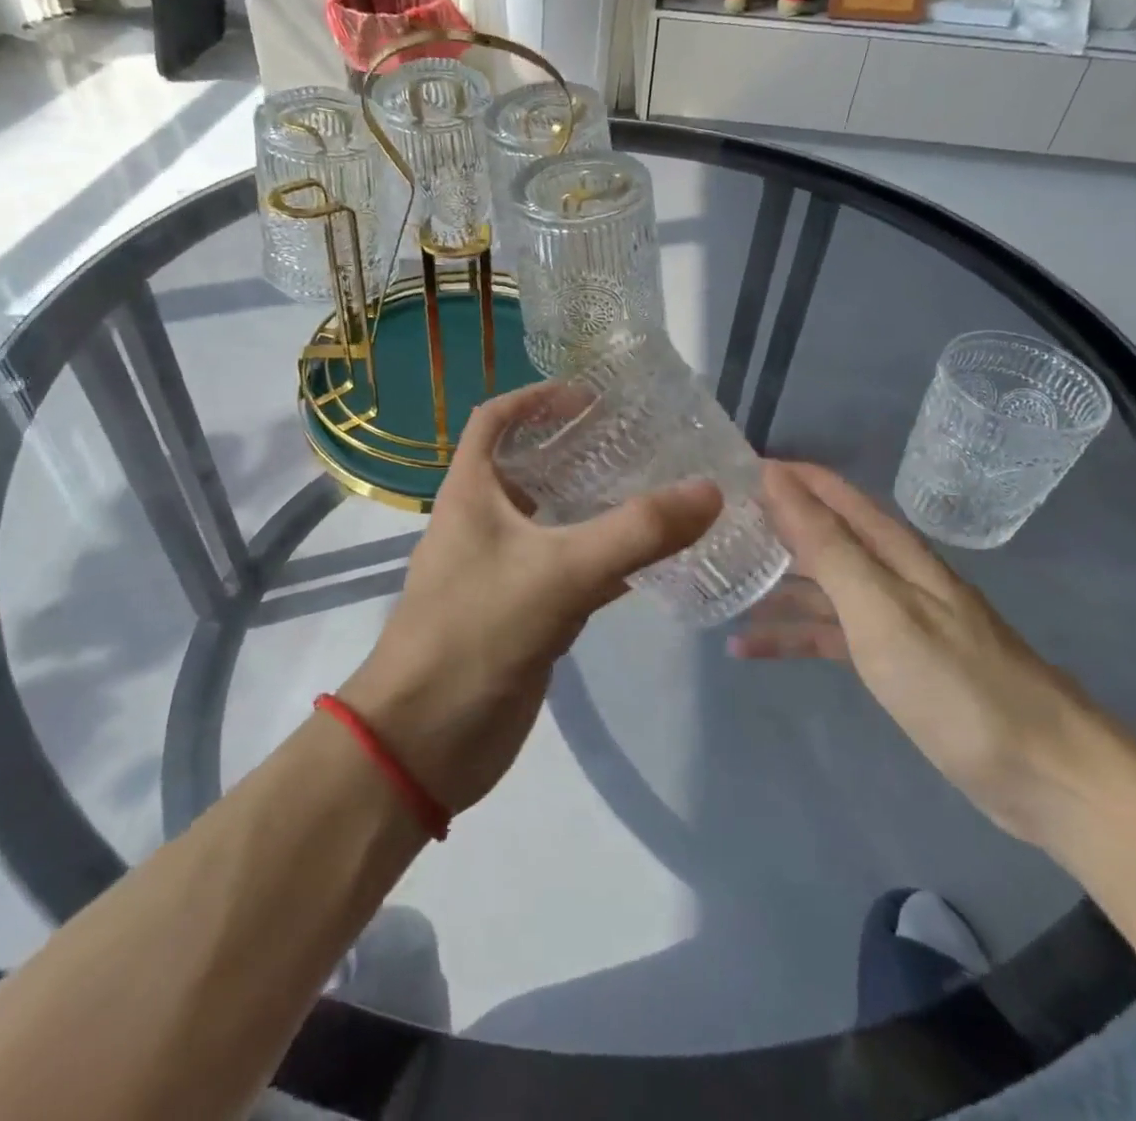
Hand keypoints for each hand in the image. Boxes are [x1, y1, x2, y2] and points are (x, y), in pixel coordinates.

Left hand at [342, 384, 721, 816]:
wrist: (426, 741)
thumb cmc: (475, 633)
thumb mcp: (559, 572)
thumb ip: (636, 532)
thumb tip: (709, 490)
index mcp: (471, 492)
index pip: (495, 420)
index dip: (537, 398)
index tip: (591, 396)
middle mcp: (483, 522)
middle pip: (530, 468)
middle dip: (579, 450)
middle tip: (641, 443)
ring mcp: (502, 570)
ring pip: (554, 523)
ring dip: (595, 507)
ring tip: (656, 491)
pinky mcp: (522, 613)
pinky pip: (568, 572)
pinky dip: (604, 561)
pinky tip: (651, 561)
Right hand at [737, 461, 1118, 845]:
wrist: (1045, 774)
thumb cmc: (956, 682)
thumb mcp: (880, 607)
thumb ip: (826, 544)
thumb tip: (777, 480)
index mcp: (892, 550)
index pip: (830, 493)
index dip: (785, 477)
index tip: (729, 471)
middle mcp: (889, 574)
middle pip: (820, 537)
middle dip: (769, 528)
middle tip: (708, 529)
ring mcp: (890, 619)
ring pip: (817, 587)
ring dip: (769, 585)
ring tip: (715, 586)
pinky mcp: (890, 662)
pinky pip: (826, 635)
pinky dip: (789, 637)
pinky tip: (746, 648)